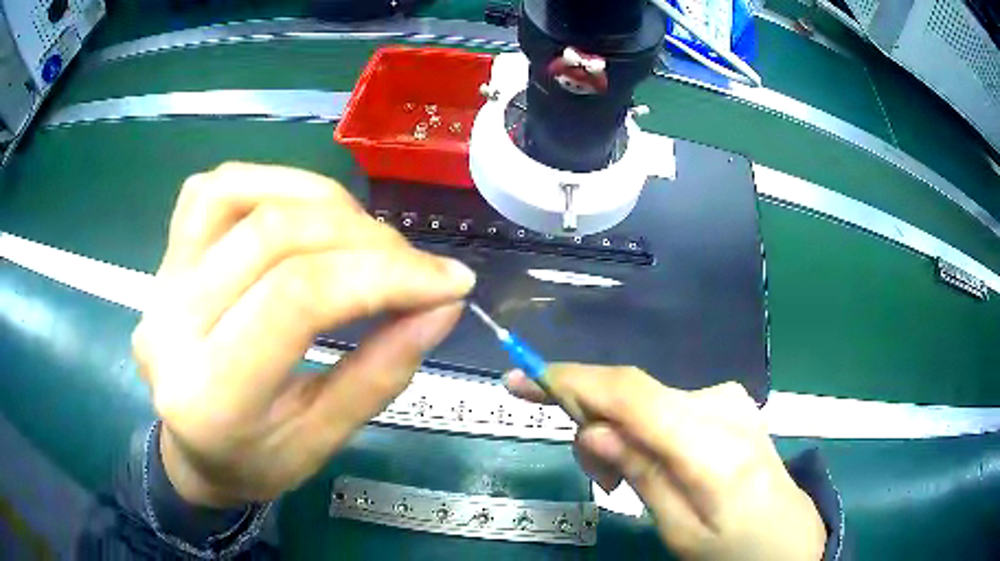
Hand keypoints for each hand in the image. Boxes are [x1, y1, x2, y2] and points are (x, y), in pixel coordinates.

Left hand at [132, 163, 475, 506]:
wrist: (190, 448)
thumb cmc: (254, 460)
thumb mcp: (321, 442)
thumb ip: (380, 374)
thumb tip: (441, 305)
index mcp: (211, 397)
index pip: (297, 299)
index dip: (384, 275)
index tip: (450, 282)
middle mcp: (173, 323)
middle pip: (274, 236)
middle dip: (365, 240)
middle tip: (416, 267)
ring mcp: (163, 278)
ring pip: (241, 193)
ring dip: (322, 201)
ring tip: (365, 238)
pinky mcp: (166, 252)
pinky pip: (216, 187)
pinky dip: (274, 184)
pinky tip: (307, 211)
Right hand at [506, 366, 825, 560]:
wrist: (789, 535)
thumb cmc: (733, 547)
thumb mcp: (680, 530)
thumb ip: (642, 475)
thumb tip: (593, 432)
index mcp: (713, 445)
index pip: (632, 394)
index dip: (572, 381)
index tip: (519, 379)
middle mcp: (722, 405)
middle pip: (633, 393)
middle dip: (593, 424)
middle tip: (596, 479)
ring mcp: (728, 398)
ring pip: (646, 399)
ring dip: (619, 433)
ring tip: (622, 481)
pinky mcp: (728, 402)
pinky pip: (666, 405)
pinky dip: (642, 429)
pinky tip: (651, 462)